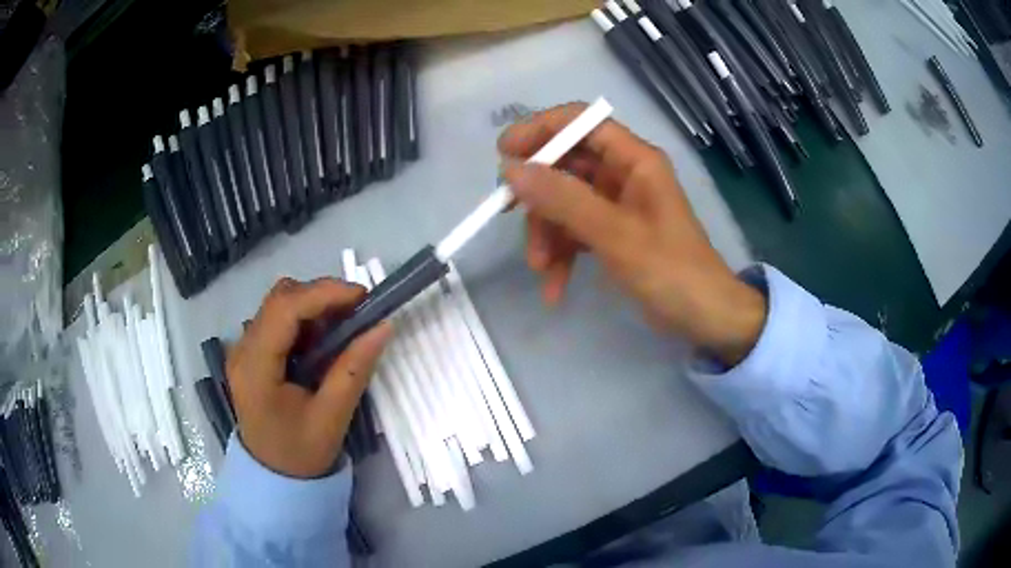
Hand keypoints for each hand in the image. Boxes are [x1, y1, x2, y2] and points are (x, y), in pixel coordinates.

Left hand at [226, 278, 392, 477]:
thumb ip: (354, 369)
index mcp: (256, 368)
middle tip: (357, 312)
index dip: (323, 293)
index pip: (284, 310)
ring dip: (314, 305)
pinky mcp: (251, 352)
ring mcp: (244, 348)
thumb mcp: (332, 417)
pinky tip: (324, 339)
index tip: (362, 296)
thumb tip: (383, 326)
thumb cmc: (301, 453)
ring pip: (279, 303)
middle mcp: (243, 349)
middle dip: (321, 295)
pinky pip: (278, 319)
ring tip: (344, 326)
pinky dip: (305, 319)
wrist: (274, 476)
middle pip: (279, 299)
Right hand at [499, 103, 765, 365]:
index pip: (581, 122)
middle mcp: (623, 173)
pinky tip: (554, 288)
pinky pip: (574, 231)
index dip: (541, 129)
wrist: (704, 317)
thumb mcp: (615, 234)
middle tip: (507, 213)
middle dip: (539, 194)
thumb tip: (512, 169)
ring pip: (564, 201)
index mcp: (634, 159)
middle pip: (566, 163)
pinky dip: (561, 255)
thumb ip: (564, 199)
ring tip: (541, 269)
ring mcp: (616, 204)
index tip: (505, 153)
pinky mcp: (612, 232)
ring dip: (547, 233)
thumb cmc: (671, 271)